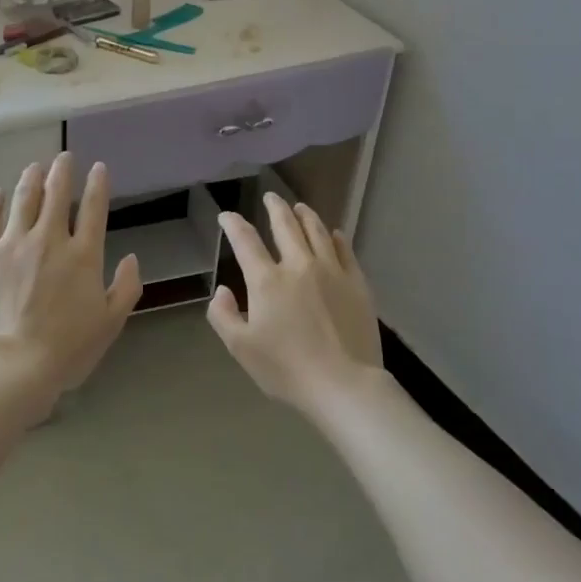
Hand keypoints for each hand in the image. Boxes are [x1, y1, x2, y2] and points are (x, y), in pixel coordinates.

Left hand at [0, 153, 142, 415]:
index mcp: (83, 255)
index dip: (98, 184)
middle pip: (56, 194)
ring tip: (34, 167)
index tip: (98, 167)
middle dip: (62, 171)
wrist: (12, 365)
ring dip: (31, 179)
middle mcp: (49, 239)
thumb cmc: (66, 349)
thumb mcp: (110, 324)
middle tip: (64, 158)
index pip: (93, 208)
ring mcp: (14, 243)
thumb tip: (131, 258)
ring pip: (23, 199)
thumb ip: (126, 288)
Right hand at [208, 193, 383, 414]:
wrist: (344, 385)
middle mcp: (299, 265)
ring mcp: (332, 271)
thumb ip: (223, 316)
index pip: (245, 241)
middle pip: (286, 225)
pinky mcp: (357, 283)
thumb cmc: (287, 369)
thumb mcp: (241, 348)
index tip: (226, 215)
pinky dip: (337, 238)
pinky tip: (335, 234)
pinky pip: (346, 250)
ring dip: (306, 215)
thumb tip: (223, 290)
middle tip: (271, 197)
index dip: (233, 224)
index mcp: (267, 280)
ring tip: (301, 207)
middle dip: (275, 207)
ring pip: (317, 231)